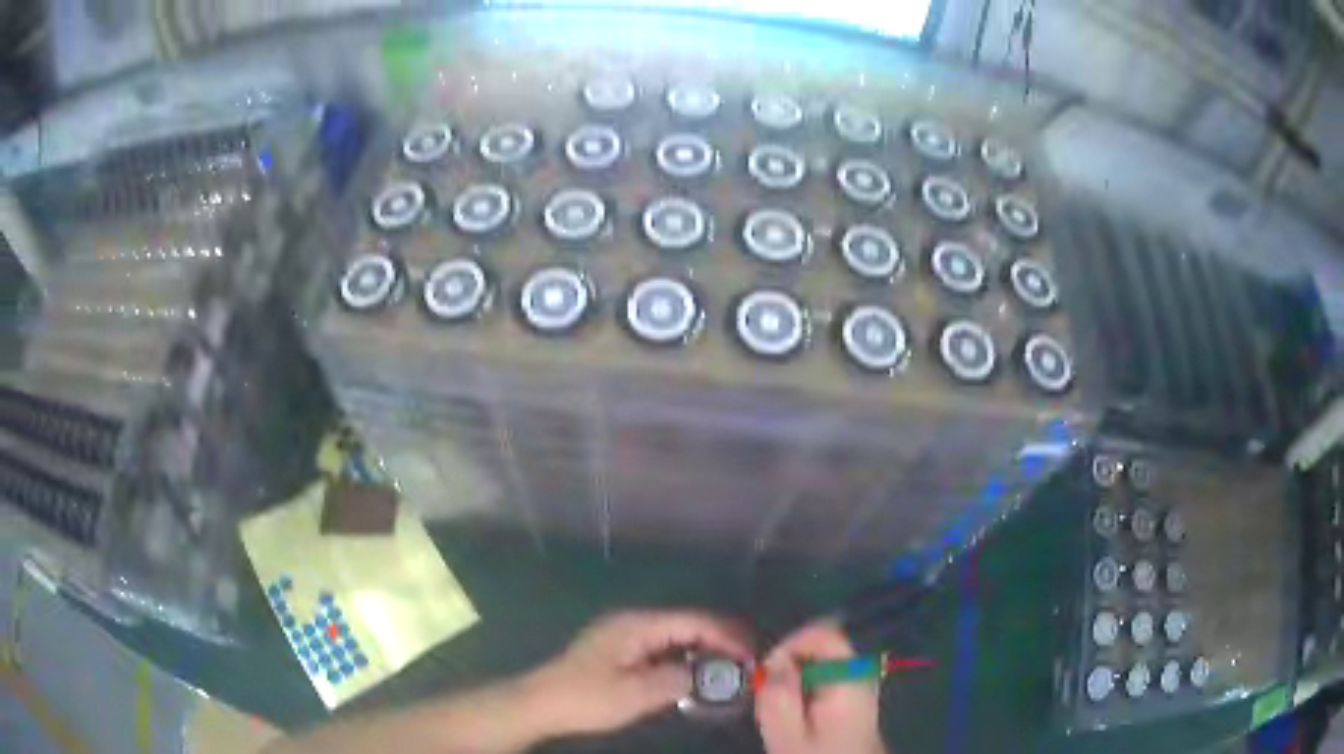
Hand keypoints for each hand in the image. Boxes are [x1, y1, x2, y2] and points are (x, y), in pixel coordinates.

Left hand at [520, 610, 752, 737]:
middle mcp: (633, 622)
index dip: (726, 636)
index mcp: (638, 624)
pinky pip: (660, 649)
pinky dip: (681, 659)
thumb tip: (702, 674)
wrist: (540, 703)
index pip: (693, 621)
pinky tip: (692, 676)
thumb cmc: (586, 697)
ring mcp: (623, 636)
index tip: (751, 656)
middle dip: (718, 641)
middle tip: (746, 663)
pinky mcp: (617, 652)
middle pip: (685, 624)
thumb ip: (676, 679)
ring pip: (674, 637)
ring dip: (701, 652)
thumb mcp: (636, 693)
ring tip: (727, 671)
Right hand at [755, 622, 886, 753]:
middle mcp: (862, 671)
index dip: (790, 643)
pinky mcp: (856, 694)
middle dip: (789, 663)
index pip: (823, 632)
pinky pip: (826, 675)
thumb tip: (773, 662)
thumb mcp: (789, 736)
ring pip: (821, 661)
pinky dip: (805, 686)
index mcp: (850, 676)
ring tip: (779, 706)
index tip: (766, 671)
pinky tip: (795, 713)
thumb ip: (778, 696)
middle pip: (821, 645)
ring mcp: (862, 682)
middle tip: (767, 692)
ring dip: (794, 677)